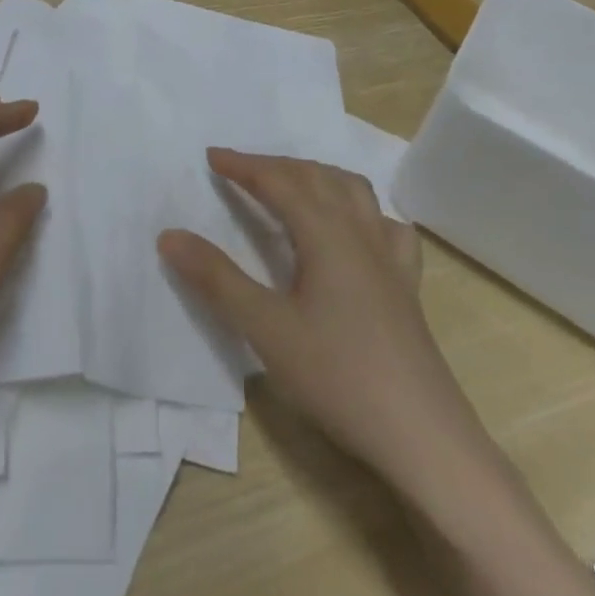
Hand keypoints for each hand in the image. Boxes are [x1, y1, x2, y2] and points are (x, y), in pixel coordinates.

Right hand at [158, 149, 485, 489]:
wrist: (425, 439)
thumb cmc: (339, 377)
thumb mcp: (266, 329)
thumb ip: (217, 279)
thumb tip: (170, 235)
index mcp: (326, 233)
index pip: (279, 182)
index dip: (243, 166)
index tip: (211, 156)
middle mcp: (360, 232)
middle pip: (316, 177)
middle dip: (275, 165)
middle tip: (241, 169)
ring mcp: (390, 257)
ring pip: (353, 192)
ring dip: (317, 176)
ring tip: (292, 184)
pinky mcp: (407, 285)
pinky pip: (387, 226)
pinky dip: (363, 211)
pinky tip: (357, 230)